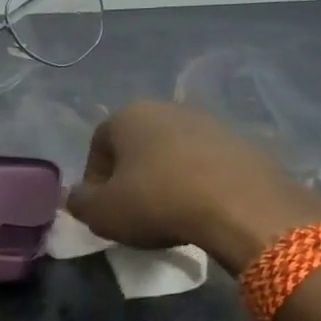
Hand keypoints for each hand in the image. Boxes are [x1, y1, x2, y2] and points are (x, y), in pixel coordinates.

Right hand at [64, 100, 320, 274]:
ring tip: (171, 213)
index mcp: (127, 115)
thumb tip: (78, 197)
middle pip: (137, 145)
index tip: (104, 210)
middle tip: (135, 212)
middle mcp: (167, 107)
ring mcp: (208, 121)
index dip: (95, 181)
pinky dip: (199, 182)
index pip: (97, 146)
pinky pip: (207, 163)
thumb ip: (80, 203)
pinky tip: (202, 209)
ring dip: (166, 178)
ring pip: (173, 152)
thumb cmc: (158, 201)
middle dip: (131, 176)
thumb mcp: (102, 213)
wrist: (241, 205)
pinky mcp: (241, 141)